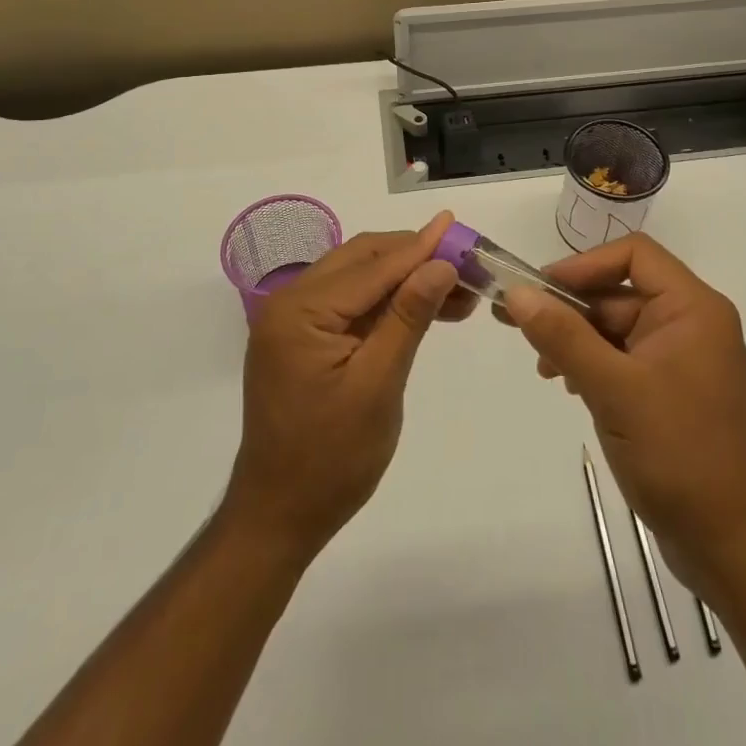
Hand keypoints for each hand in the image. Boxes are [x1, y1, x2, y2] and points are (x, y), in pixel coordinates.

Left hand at [226, 212, 471, 557]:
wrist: (279, 517)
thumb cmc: (330, 459)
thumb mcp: (378, 386)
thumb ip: (408, 317)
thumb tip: (441, 263)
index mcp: (300, 310)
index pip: (372, 267)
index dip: (420, 247)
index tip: (460, 229)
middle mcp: (290, 302)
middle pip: (363, 260)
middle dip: (415, 258)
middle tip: (466, 264)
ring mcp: (294, 320)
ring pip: (360, 277)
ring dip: (406, 277)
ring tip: (458, 289)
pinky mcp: (304, 338)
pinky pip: (351, 303)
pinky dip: (388, 301)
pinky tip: (425, 307)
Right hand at [499, 234, 745, 593]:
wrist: (727, 544)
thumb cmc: (676, 453)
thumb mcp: (612, 388)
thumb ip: (563, 336)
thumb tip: (517, 293)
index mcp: (692, 308)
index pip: (634, 254)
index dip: (584, 265)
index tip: (541, 290)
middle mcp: (691, 322)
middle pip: (621, 291)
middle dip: (571, 309)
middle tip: (519, 326)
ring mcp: (682, 358)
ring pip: (618, 326)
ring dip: (577, 338)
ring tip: (544, 368)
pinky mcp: (672, 389)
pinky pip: (625, 357)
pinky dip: (593, 363)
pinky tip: (569, 385)